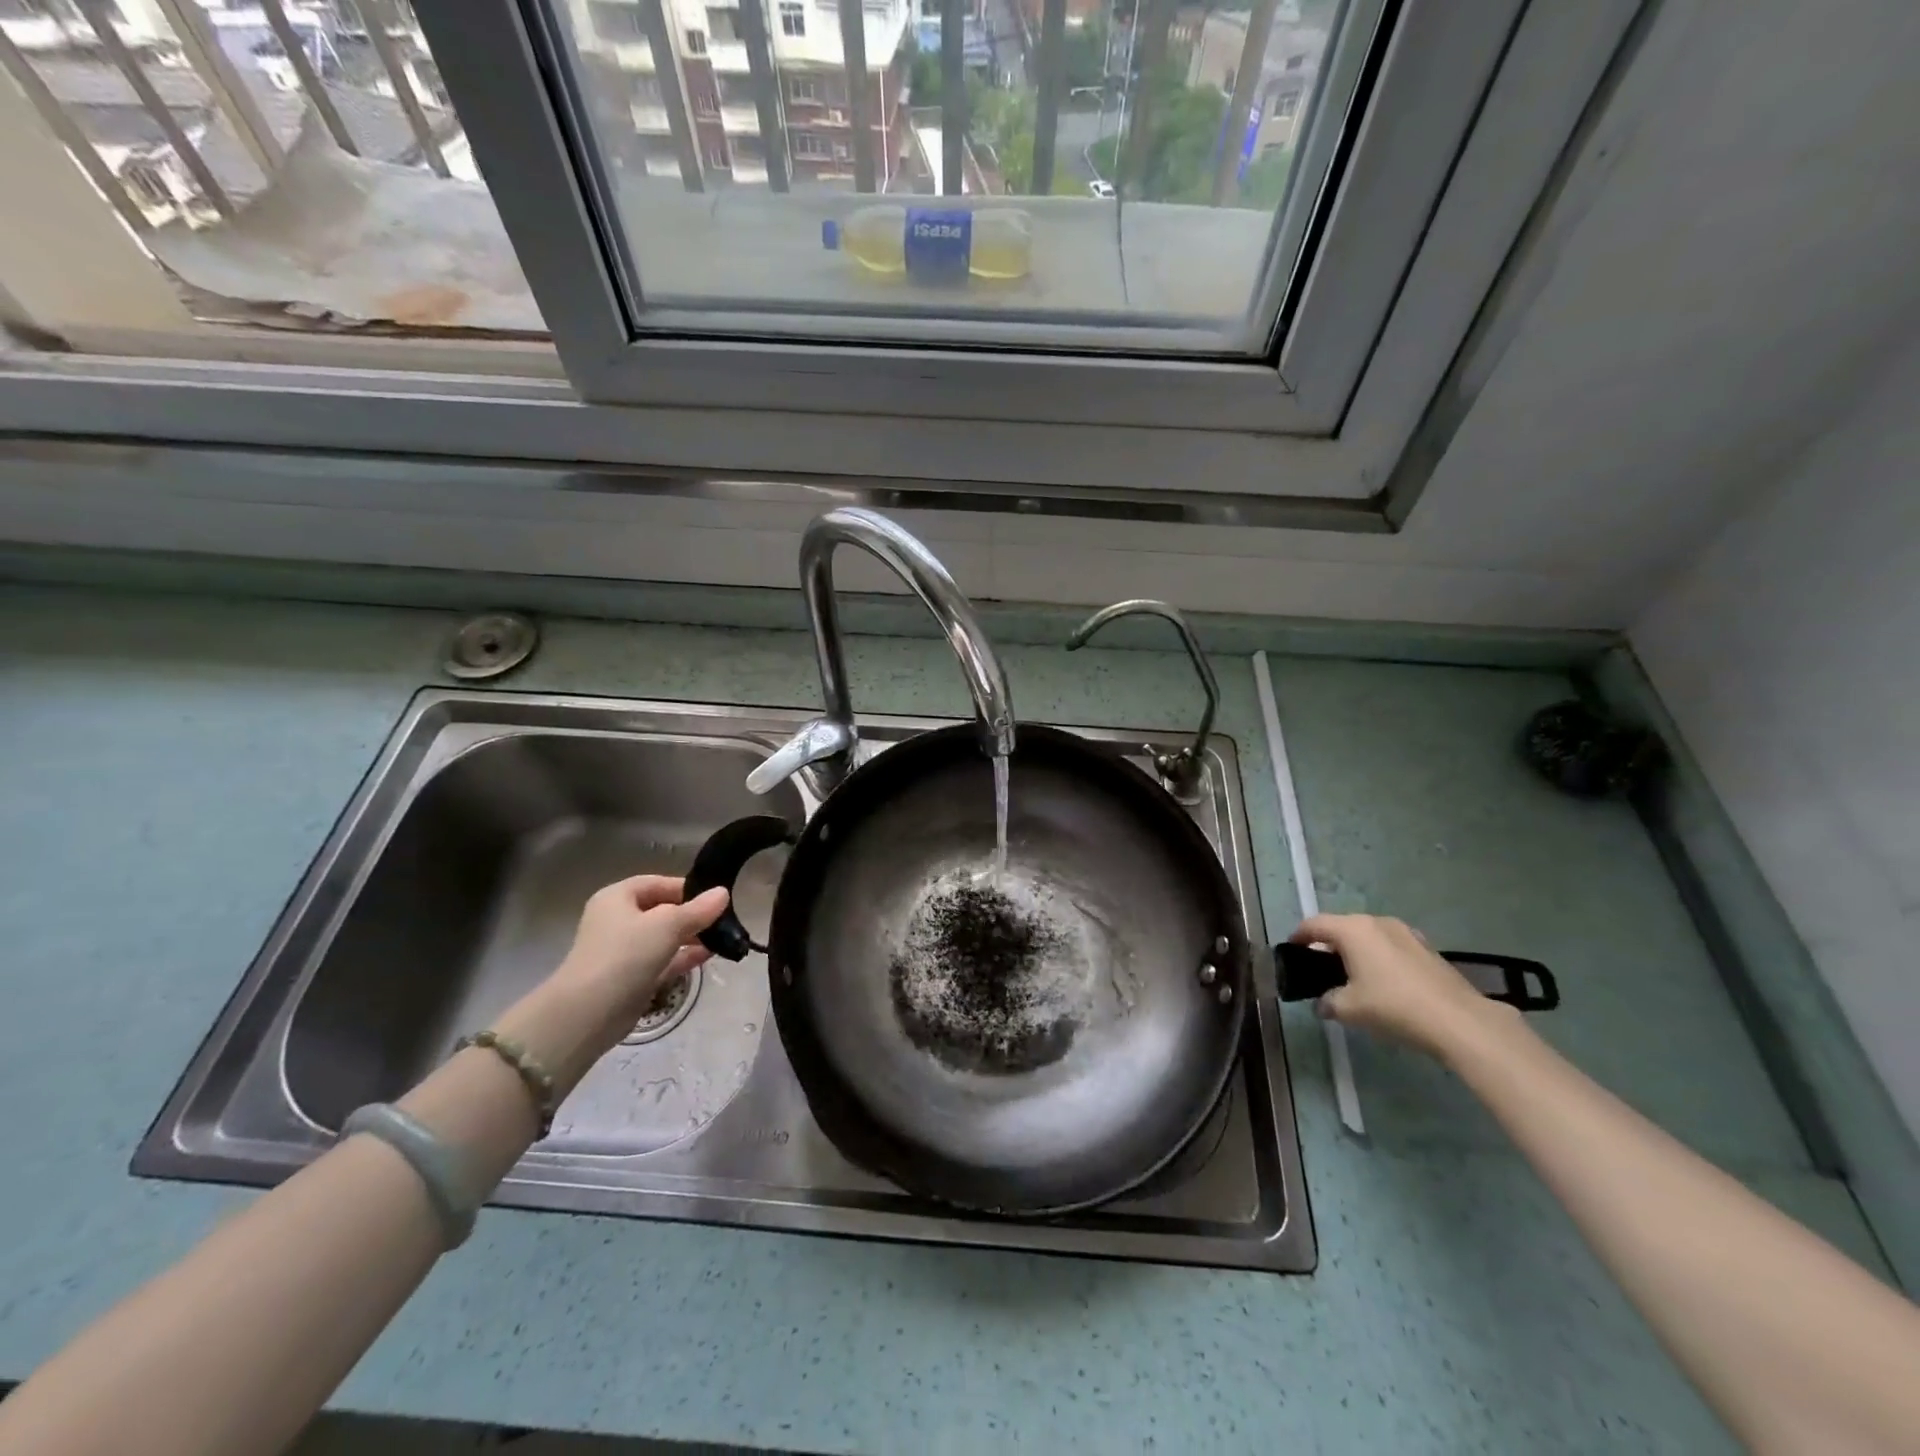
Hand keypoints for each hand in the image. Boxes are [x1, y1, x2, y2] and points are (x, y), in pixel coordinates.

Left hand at [496, 876, 729, 1093]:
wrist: (588, 1013)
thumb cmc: (625, 955)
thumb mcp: (667, 925)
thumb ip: (698, 910)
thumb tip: (723, 893)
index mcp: (618, 898)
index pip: (658, 883)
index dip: (687, 888)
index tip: (716, 897)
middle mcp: (618, 920)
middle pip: (662, 910)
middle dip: (693, 915)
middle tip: (725, 919)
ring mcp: (625, 951)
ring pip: (665, 937)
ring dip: (692, 936)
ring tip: (723, 937)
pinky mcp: (633, 978)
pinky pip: (664, 960)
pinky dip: (684, 956)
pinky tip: (710, 955)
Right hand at [1289, 913, 1514, 1059]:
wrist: (1459, 1021)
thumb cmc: (1393, 1006)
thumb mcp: (1349, 1009)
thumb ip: (1328, 1002)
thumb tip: (1323, 1004)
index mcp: (1353, 929)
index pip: (1314, 925)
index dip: (1299, 937)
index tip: (1291, 950)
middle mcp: (1377, 922)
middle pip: (1342, 927)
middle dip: (1328, 944)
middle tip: (1319, 967)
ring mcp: (1406, 933)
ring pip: (1369, 936)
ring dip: (1356, 950)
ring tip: (1352, 975)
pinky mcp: (1427, 949)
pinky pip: (1390, 946)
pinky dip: (1379, 957)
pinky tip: (1383, 982)